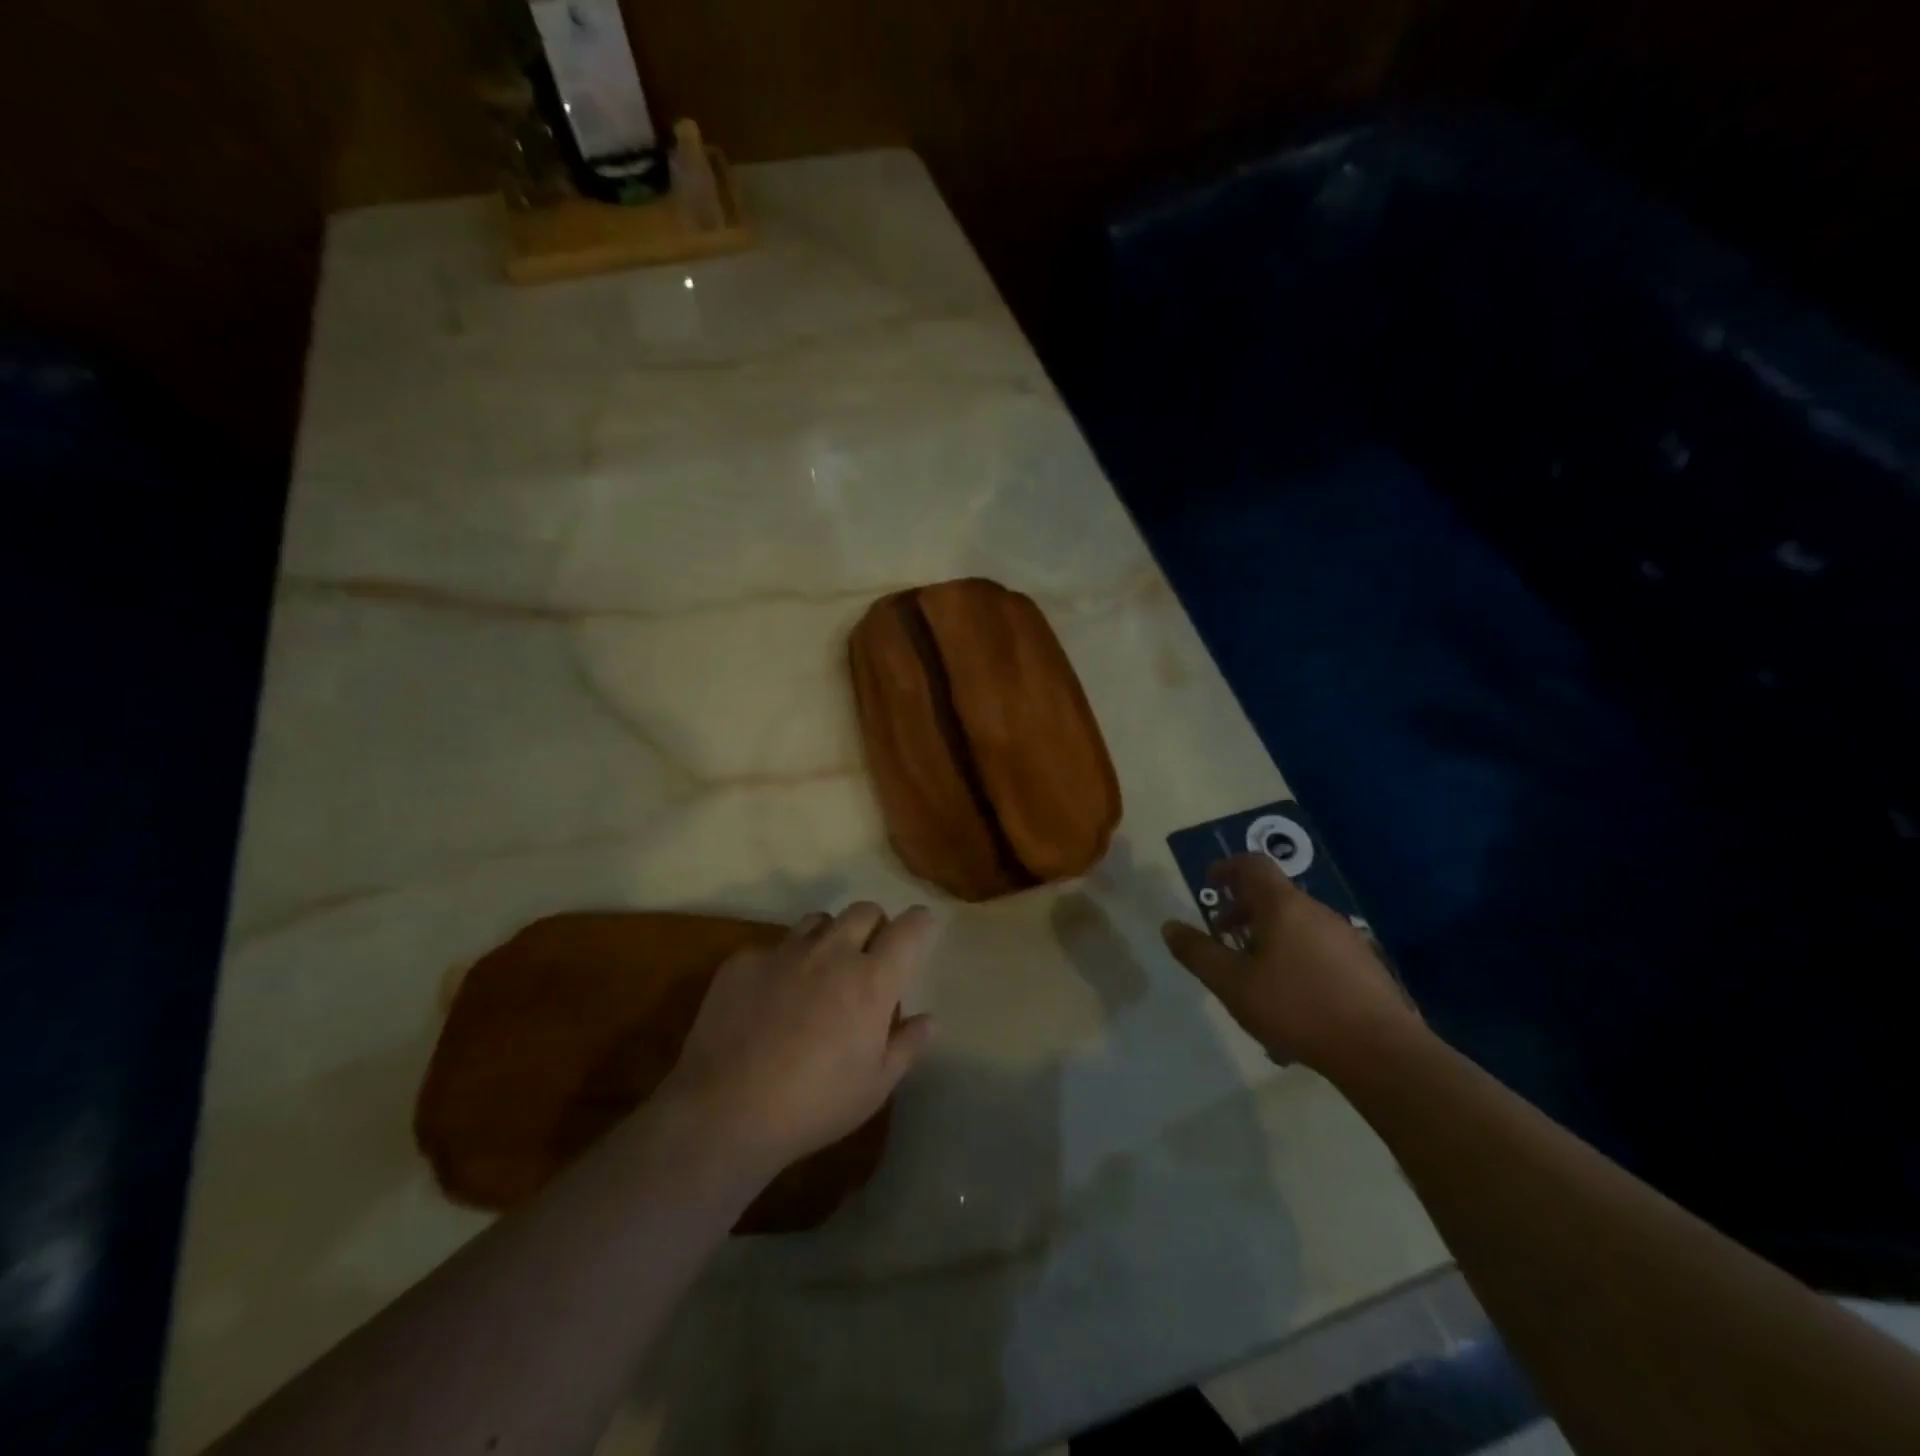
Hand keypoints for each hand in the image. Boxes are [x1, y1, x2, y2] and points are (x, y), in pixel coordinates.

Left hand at [661, 903, 935, 1172]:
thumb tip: (928, 1019)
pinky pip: (773, 946)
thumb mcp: (874, 1087)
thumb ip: (906, 1046)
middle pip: (864, 910)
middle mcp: (832, 953)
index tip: (921, 929)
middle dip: (875, 925)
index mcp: (871, 981)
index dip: (920, 923)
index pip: (909, 928)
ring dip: (830, 937)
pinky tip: (770, 997)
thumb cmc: (814, 1105)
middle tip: (868, 957)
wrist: (725, 1111)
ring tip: (820, 970)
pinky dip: (782, 962)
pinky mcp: (744, 961)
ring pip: (819, 920)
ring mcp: (784, 952)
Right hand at [1162, 854, 1419, 1072]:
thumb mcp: (1233, 984)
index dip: (1227, 868)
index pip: (1253, 865)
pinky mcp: (1365, 966)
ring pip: (1296, 926)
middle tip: (1223, 937)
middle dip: (1243, 912)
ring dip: (1269, 939)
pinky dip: (1295, 960)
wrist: (1381, 1052)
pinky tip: (1290, 1003)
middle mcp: (1316, 912)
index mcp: (1283, 906)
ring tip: (1253, 977)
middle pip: (1274, 896)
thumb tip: (1169, 925)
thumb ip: (1198, 953)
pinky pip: (1318, 950)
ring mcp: (1346, 938)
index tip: (1210, 883)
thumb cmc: (1297, 1007)